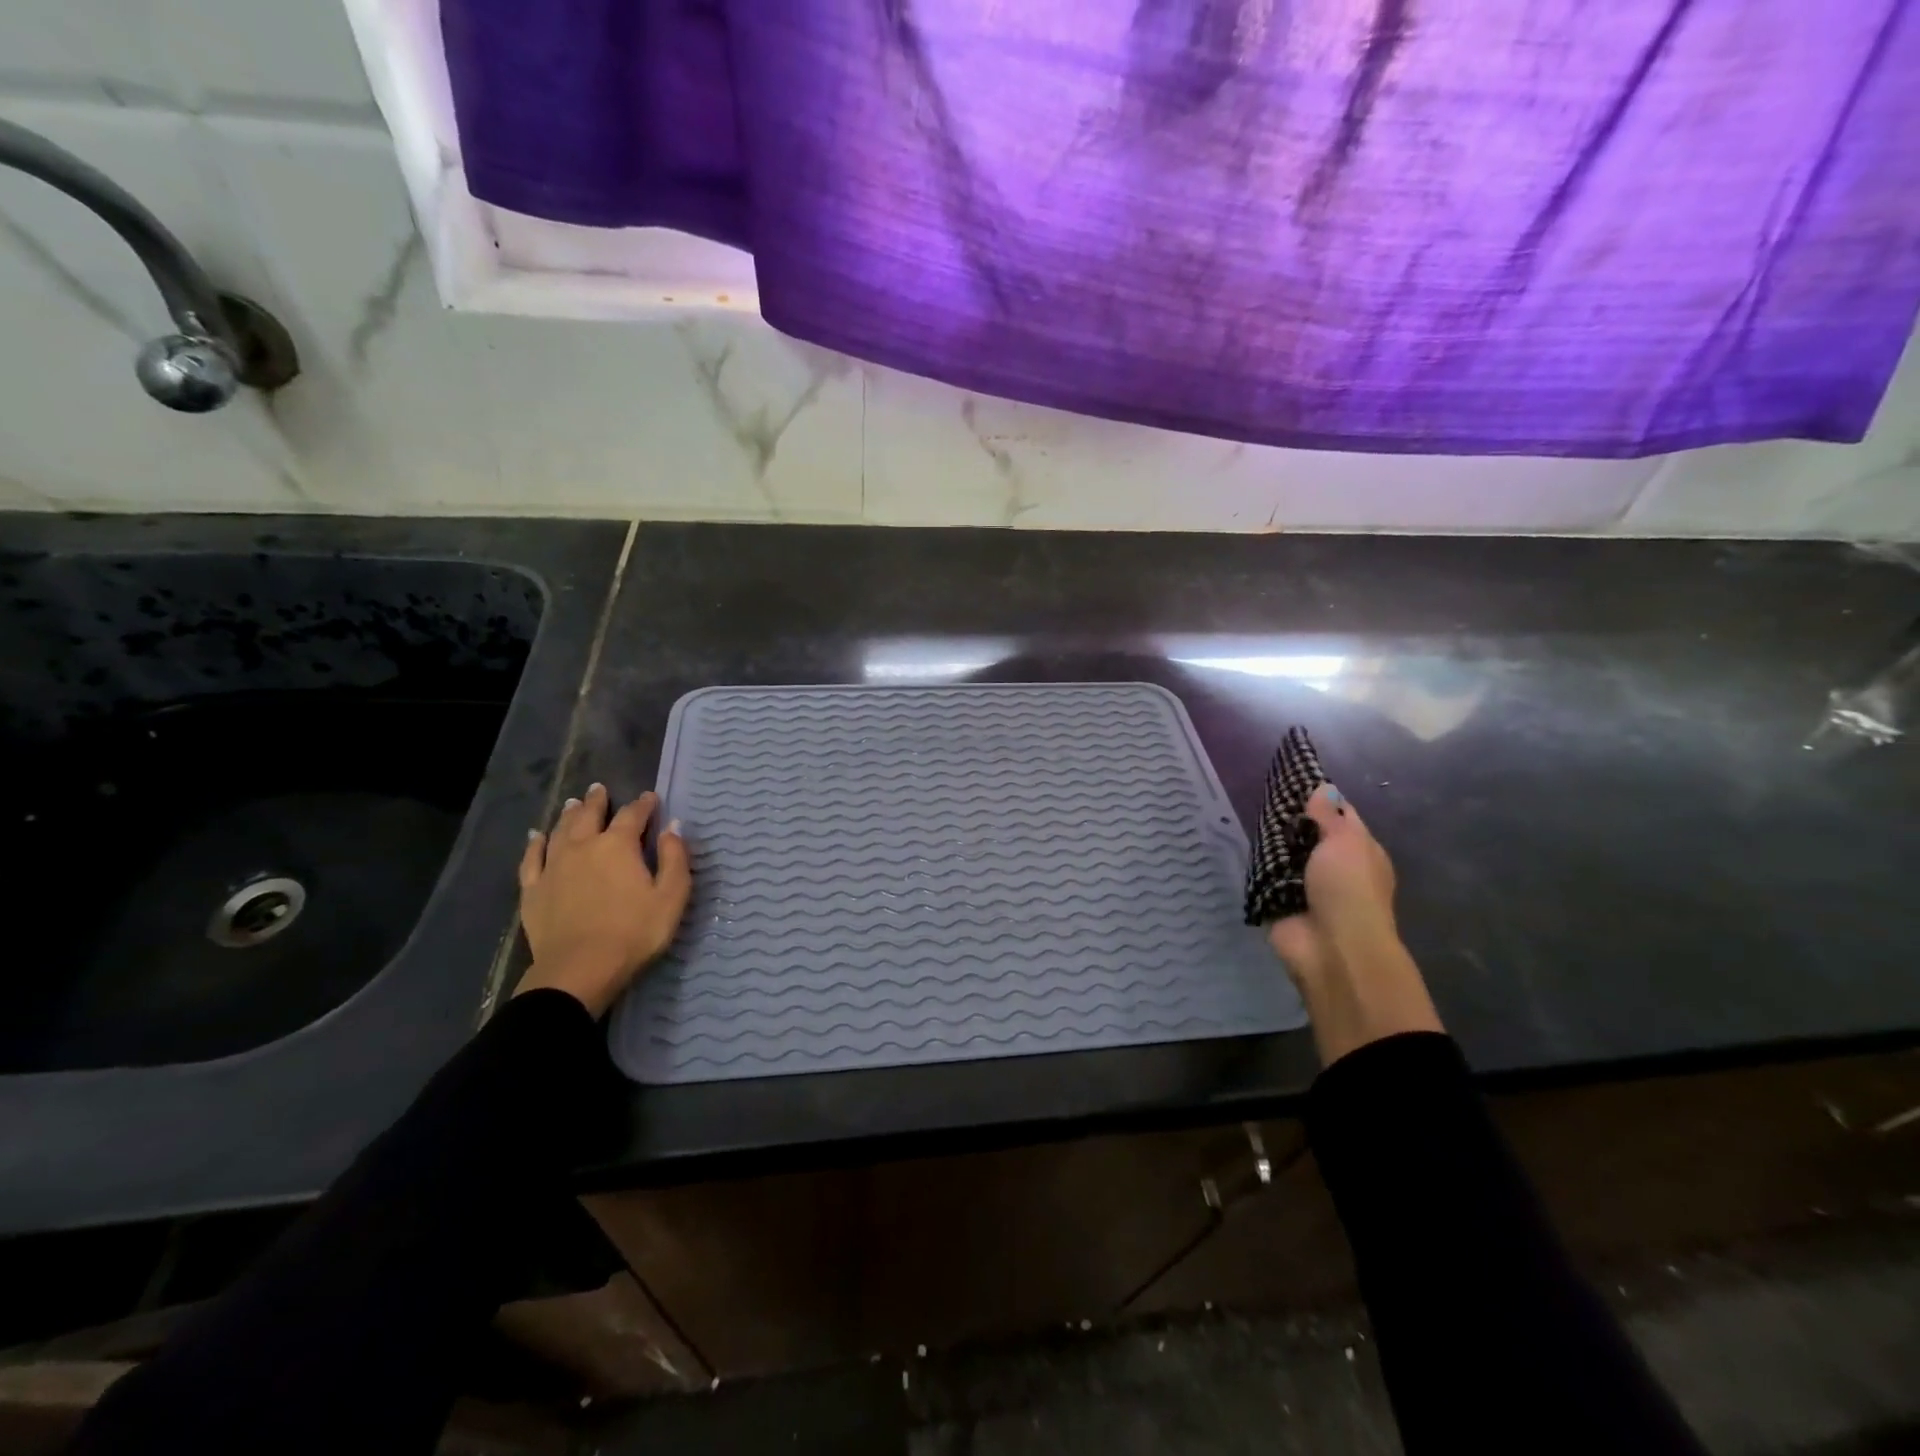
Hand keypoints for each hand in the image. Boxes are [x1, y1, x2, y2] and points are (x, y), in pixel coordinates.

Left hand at [514, 784, 690, 1017]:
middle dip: (598, 801)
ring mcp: (554, 867)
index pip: (633, 815)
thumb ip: (675, 858)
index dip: (644, 804)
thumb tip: (673, 827)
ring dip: (568, 814)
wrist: (580, 970)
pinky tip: (536, 836)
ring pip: (560, 831)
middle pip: (590, 815)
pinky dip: (534, 844)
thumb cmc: (635, 932)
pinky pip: (532, 859)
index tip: (651, 797)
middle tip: (599, 788)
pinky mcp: (533, 890)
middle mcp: (583, 846)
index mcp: (618, 846)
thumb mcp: (671, 897)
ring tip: (572, 803)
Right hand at [1266, 785, 1398, 986]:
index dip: (1319, 798)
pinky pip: (1265, 876)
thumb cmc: (1348, 889)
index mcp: (1360, 851)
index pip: (1340, 815)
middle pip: (1308, 834)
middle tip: (1262, 794)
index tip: (1292, 778)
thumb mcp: (1344, 842)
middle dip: (1289, 819)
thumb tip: (1323, 787)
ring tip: (1247, 814)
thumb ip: (1328, 815)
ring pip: (1284, 854)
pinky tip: (1241, 846)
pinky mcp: (1280, 901)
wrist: (1332, 949)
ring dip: (1271, 842)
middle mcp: (1335, 867)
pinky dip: (1256, 866)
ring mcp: (1306, 886)